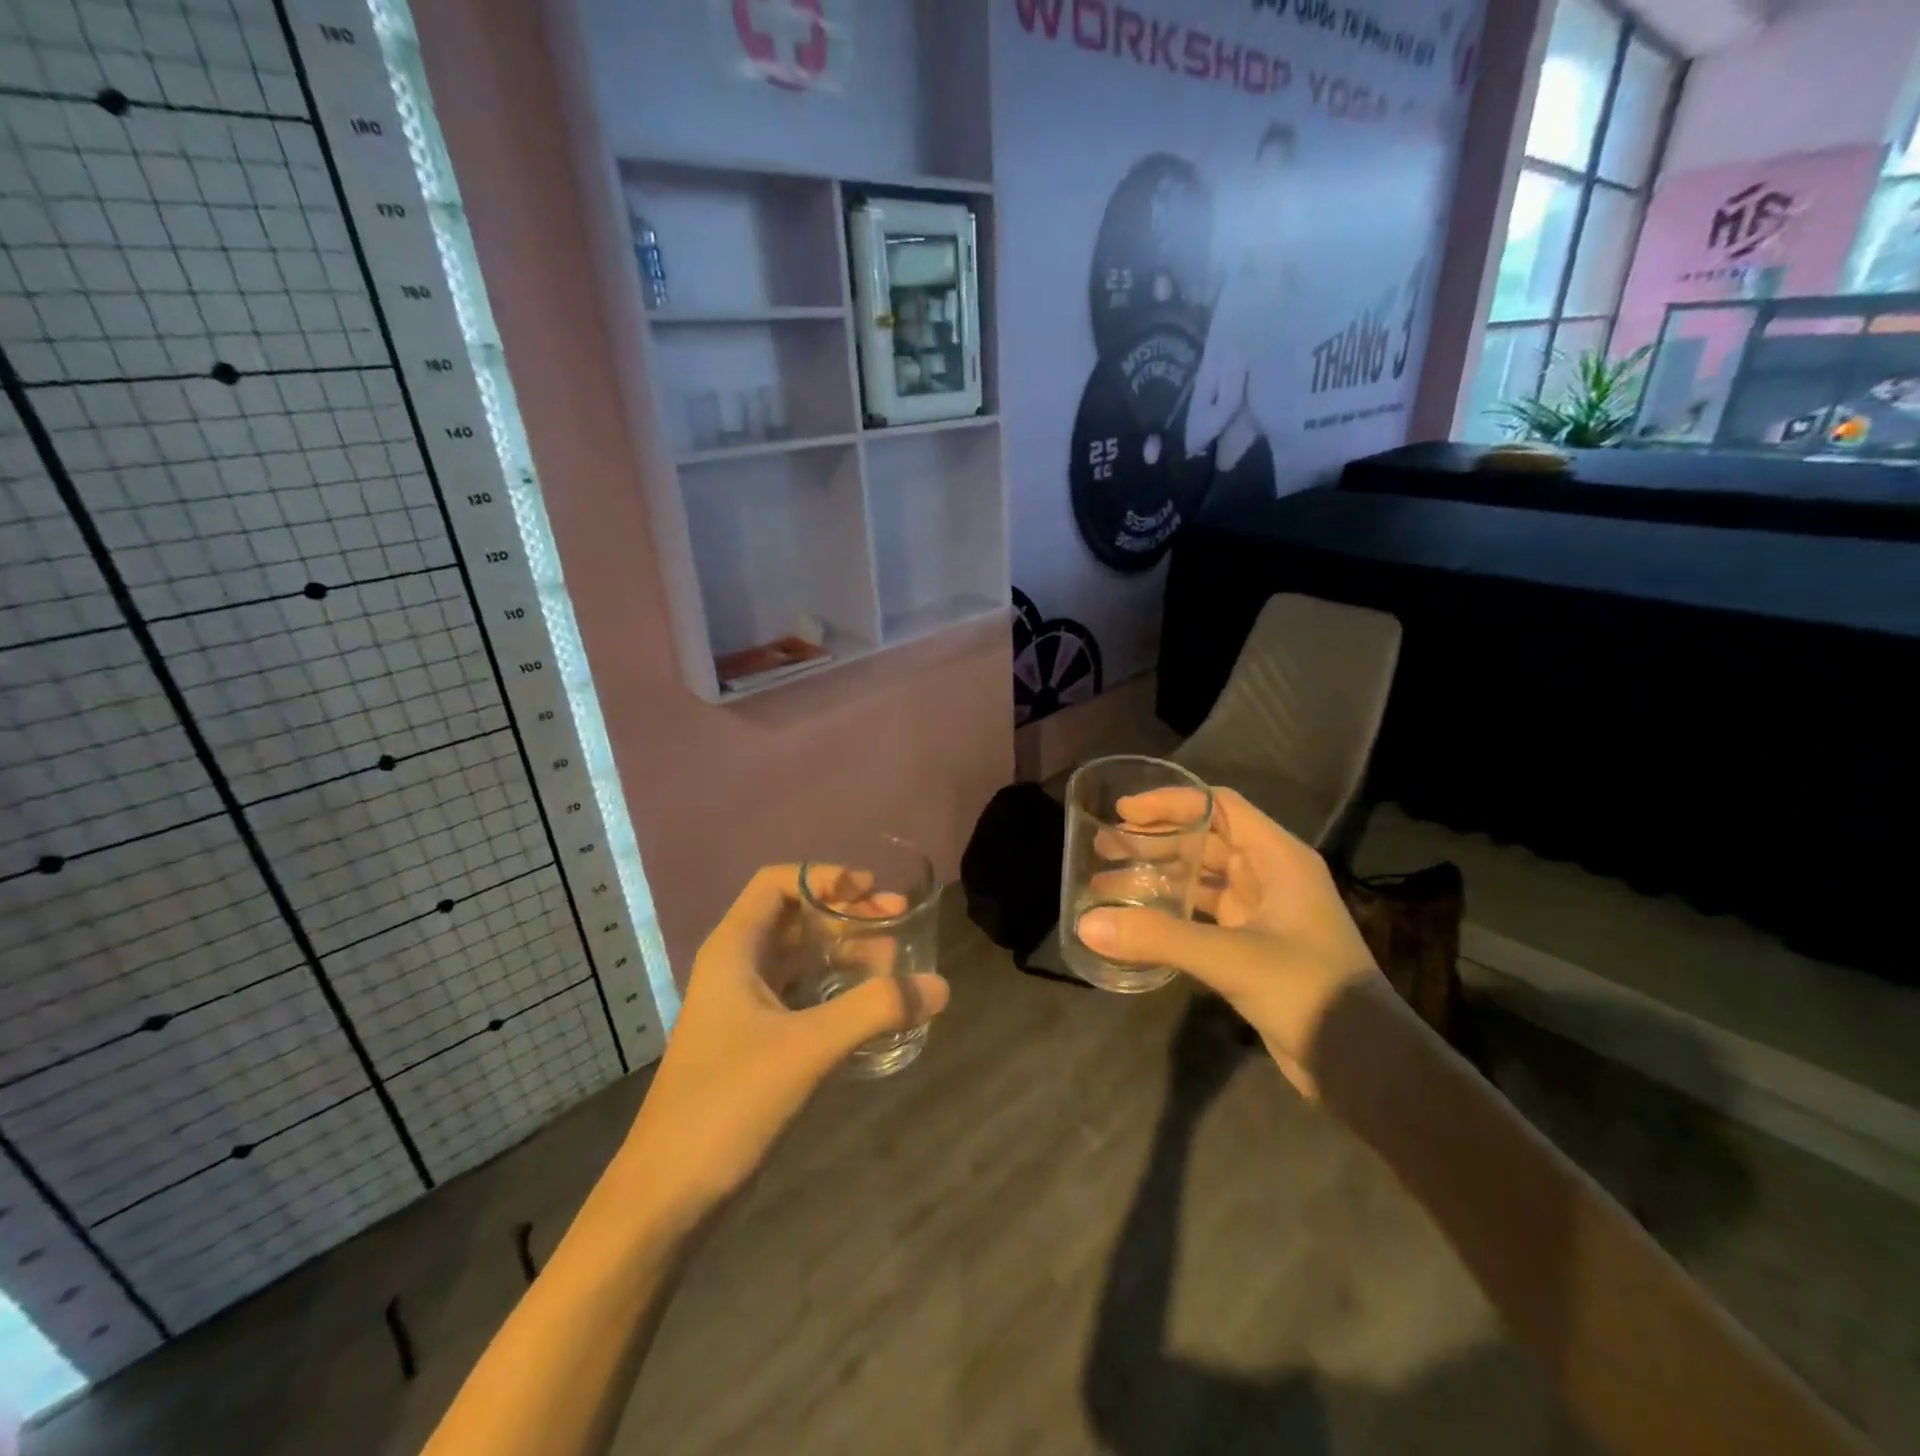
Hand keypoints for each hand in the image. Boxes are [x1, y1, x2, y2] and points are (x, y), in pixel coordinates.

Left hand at [620, 865, 949, 1225]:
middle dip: (848, 913)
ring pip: (800, 957)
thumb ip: (875, 1010)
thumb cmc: (728, 1102)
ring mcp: (743, 1006)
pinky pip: (801, 994)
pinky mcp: (753, 1041)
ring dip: (846, 951)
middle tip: (898, 920)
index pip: (777, 883)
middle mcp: (736, 967)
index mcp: (734, 950)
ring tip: (895, 962)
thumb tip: (940, 985)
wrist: (668, 1194)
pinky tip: (870, 1005)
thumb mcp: (808, 1048)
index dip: (824, 877)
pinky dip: (836, 988)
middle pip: (796, 917)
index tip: (869, 891)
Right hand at [1076, 787, 1383, 1096]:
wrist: (1365, 1065)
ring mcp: (1263, 914)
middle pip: (1205, 842)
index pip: (1219, 806)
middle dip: (1154, 842)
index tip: (1123, 812)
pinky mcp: (1253, 948)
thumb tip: (1086, 924)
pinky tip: (1136, 922)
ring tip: (1105, 882)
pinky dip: (1171, 913)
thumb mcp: (1232, 958)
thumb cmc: (1309, 991)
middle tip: (1103, 847)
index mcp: (1279, 858)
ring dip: (1158, 878)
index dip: (1171, 802)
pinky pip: (1203, 916)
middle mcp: (1271, 877)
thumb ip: (1159, 937)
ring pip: (1201, 881)